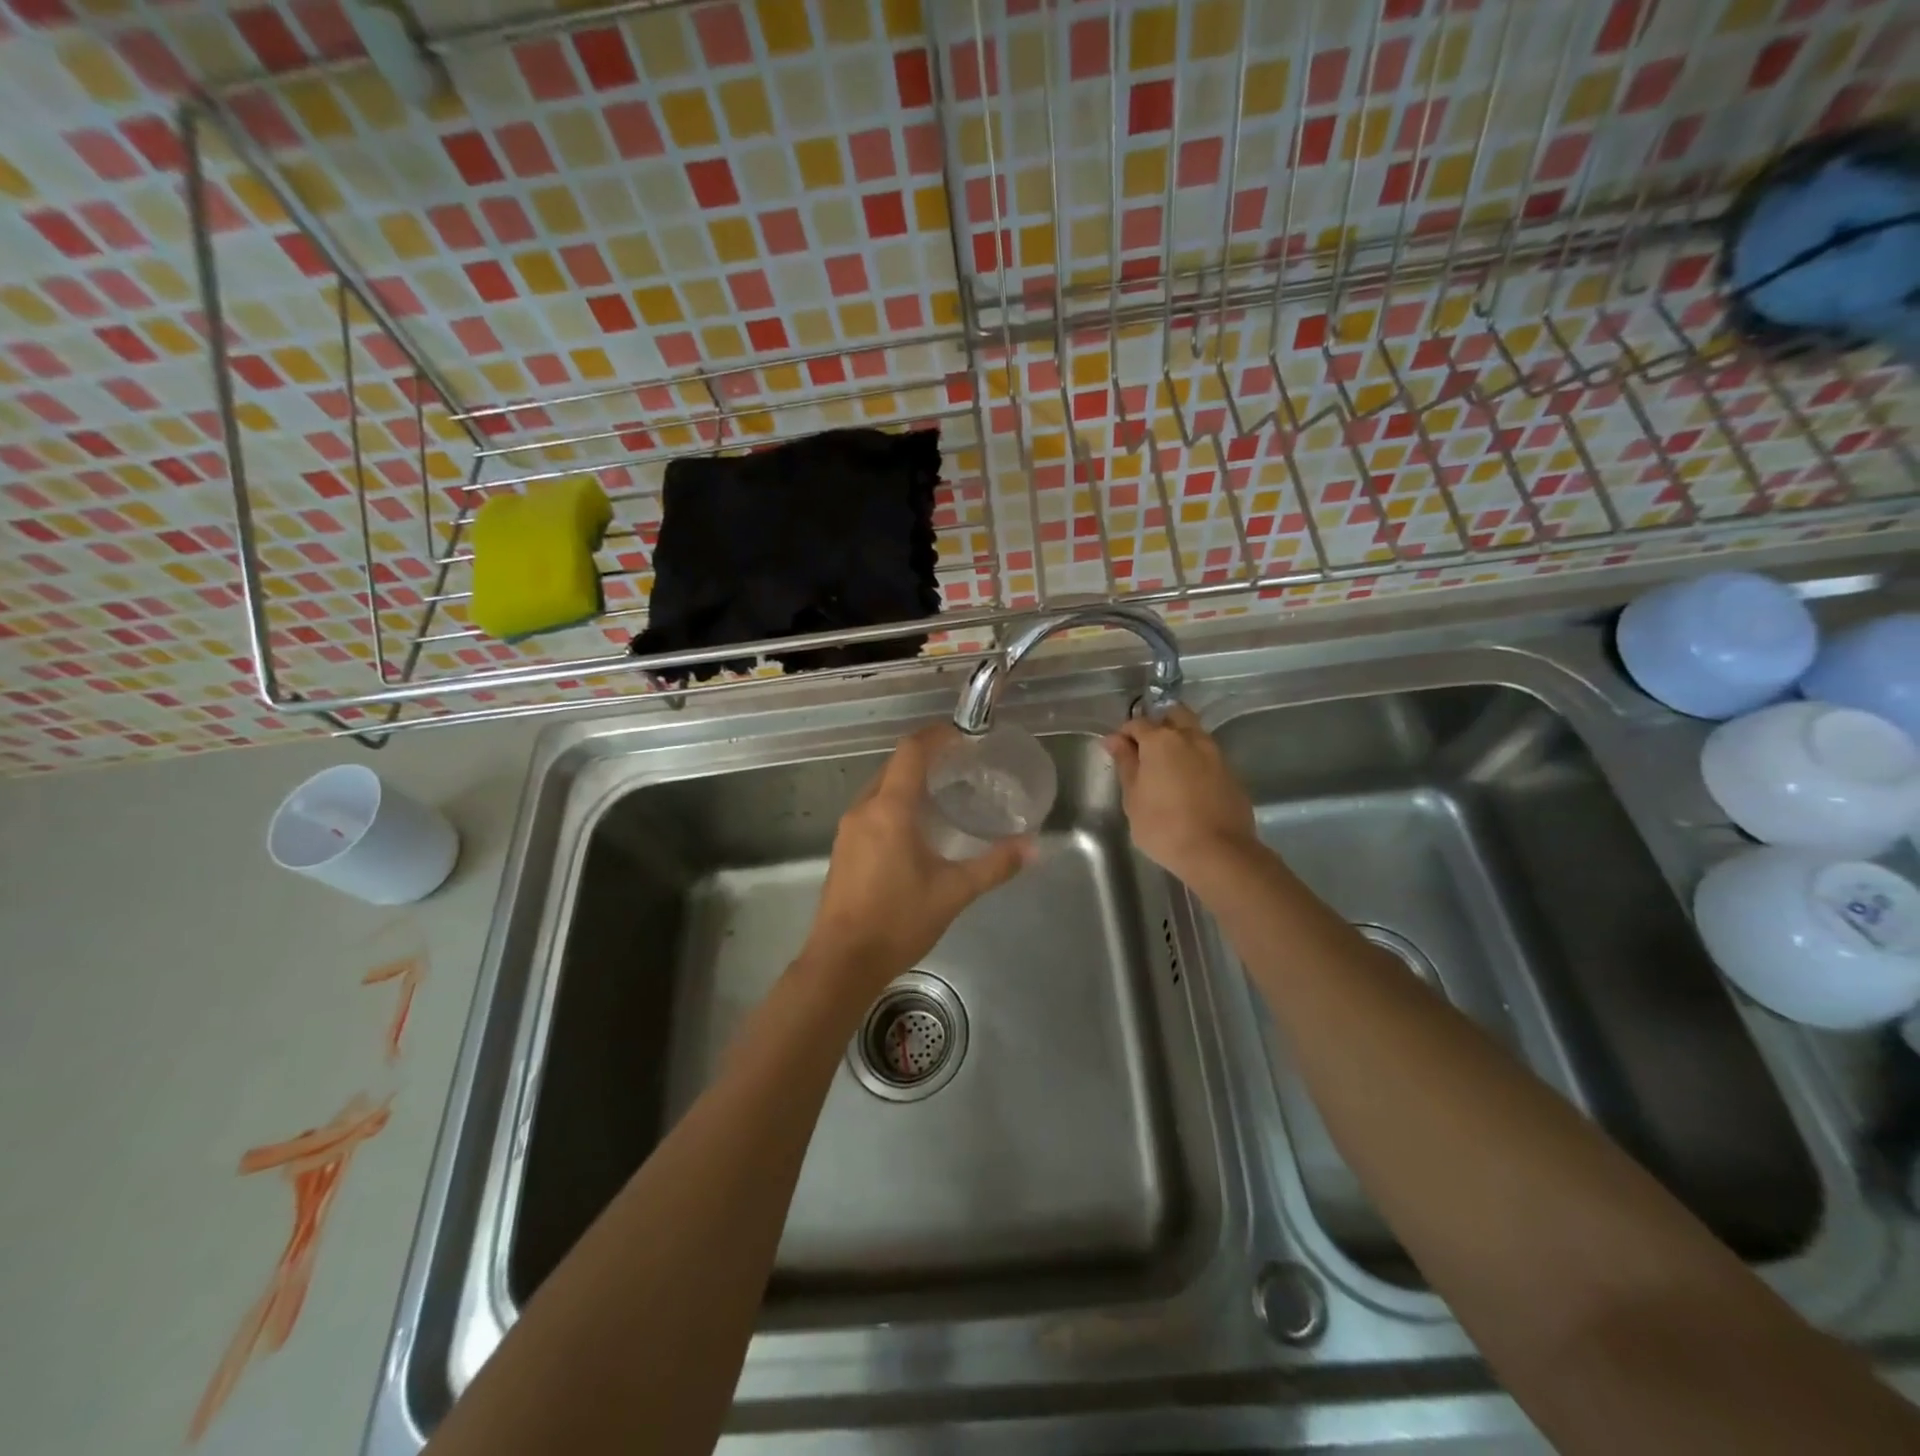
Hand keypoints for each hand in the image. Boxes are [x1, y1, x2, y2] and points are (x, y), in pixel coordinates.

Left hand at [802, 726, 1034, 989]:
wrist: (842, 961)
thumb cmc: (899, 921)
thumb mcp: (954, 892)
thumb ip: (994, 865)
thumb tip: (1033, 847)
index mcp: (890, 809)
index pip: (911, 752)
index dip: (936, 735)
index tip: (962, 734)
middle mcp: (864, 809)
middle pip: (894, 766)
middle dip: (925, 758)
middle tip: (960, 764)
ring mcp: (848, 830)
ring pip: (880, 788)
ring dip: (908, 782)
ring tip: (942, 792)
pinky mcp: (843, 850)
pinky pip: (871, 810)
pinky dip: (894, 804)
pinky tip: (915, 828)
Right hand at [1103, 704, 1258, 886]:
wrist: (1218, 852)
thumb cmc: (1163, 826)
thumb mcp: (1133, 797)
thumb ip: (1125, 763)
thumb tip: (1114, 739)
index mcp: (1161, 740)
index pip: (1137, 723)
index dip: (1124, 735)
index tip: (1118, 752)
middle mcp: (1191, 738)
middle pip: (1173, 715)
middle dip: (1158, 724)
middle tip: (1145, 751)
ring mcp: (1215, 753)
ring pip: (1194, 733)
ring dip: (1179, 740)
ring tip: (1167, 768)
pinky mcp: (1231, 772)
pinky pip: (1208, 755)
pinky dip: (1195, 760)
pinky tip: (1187, 784)